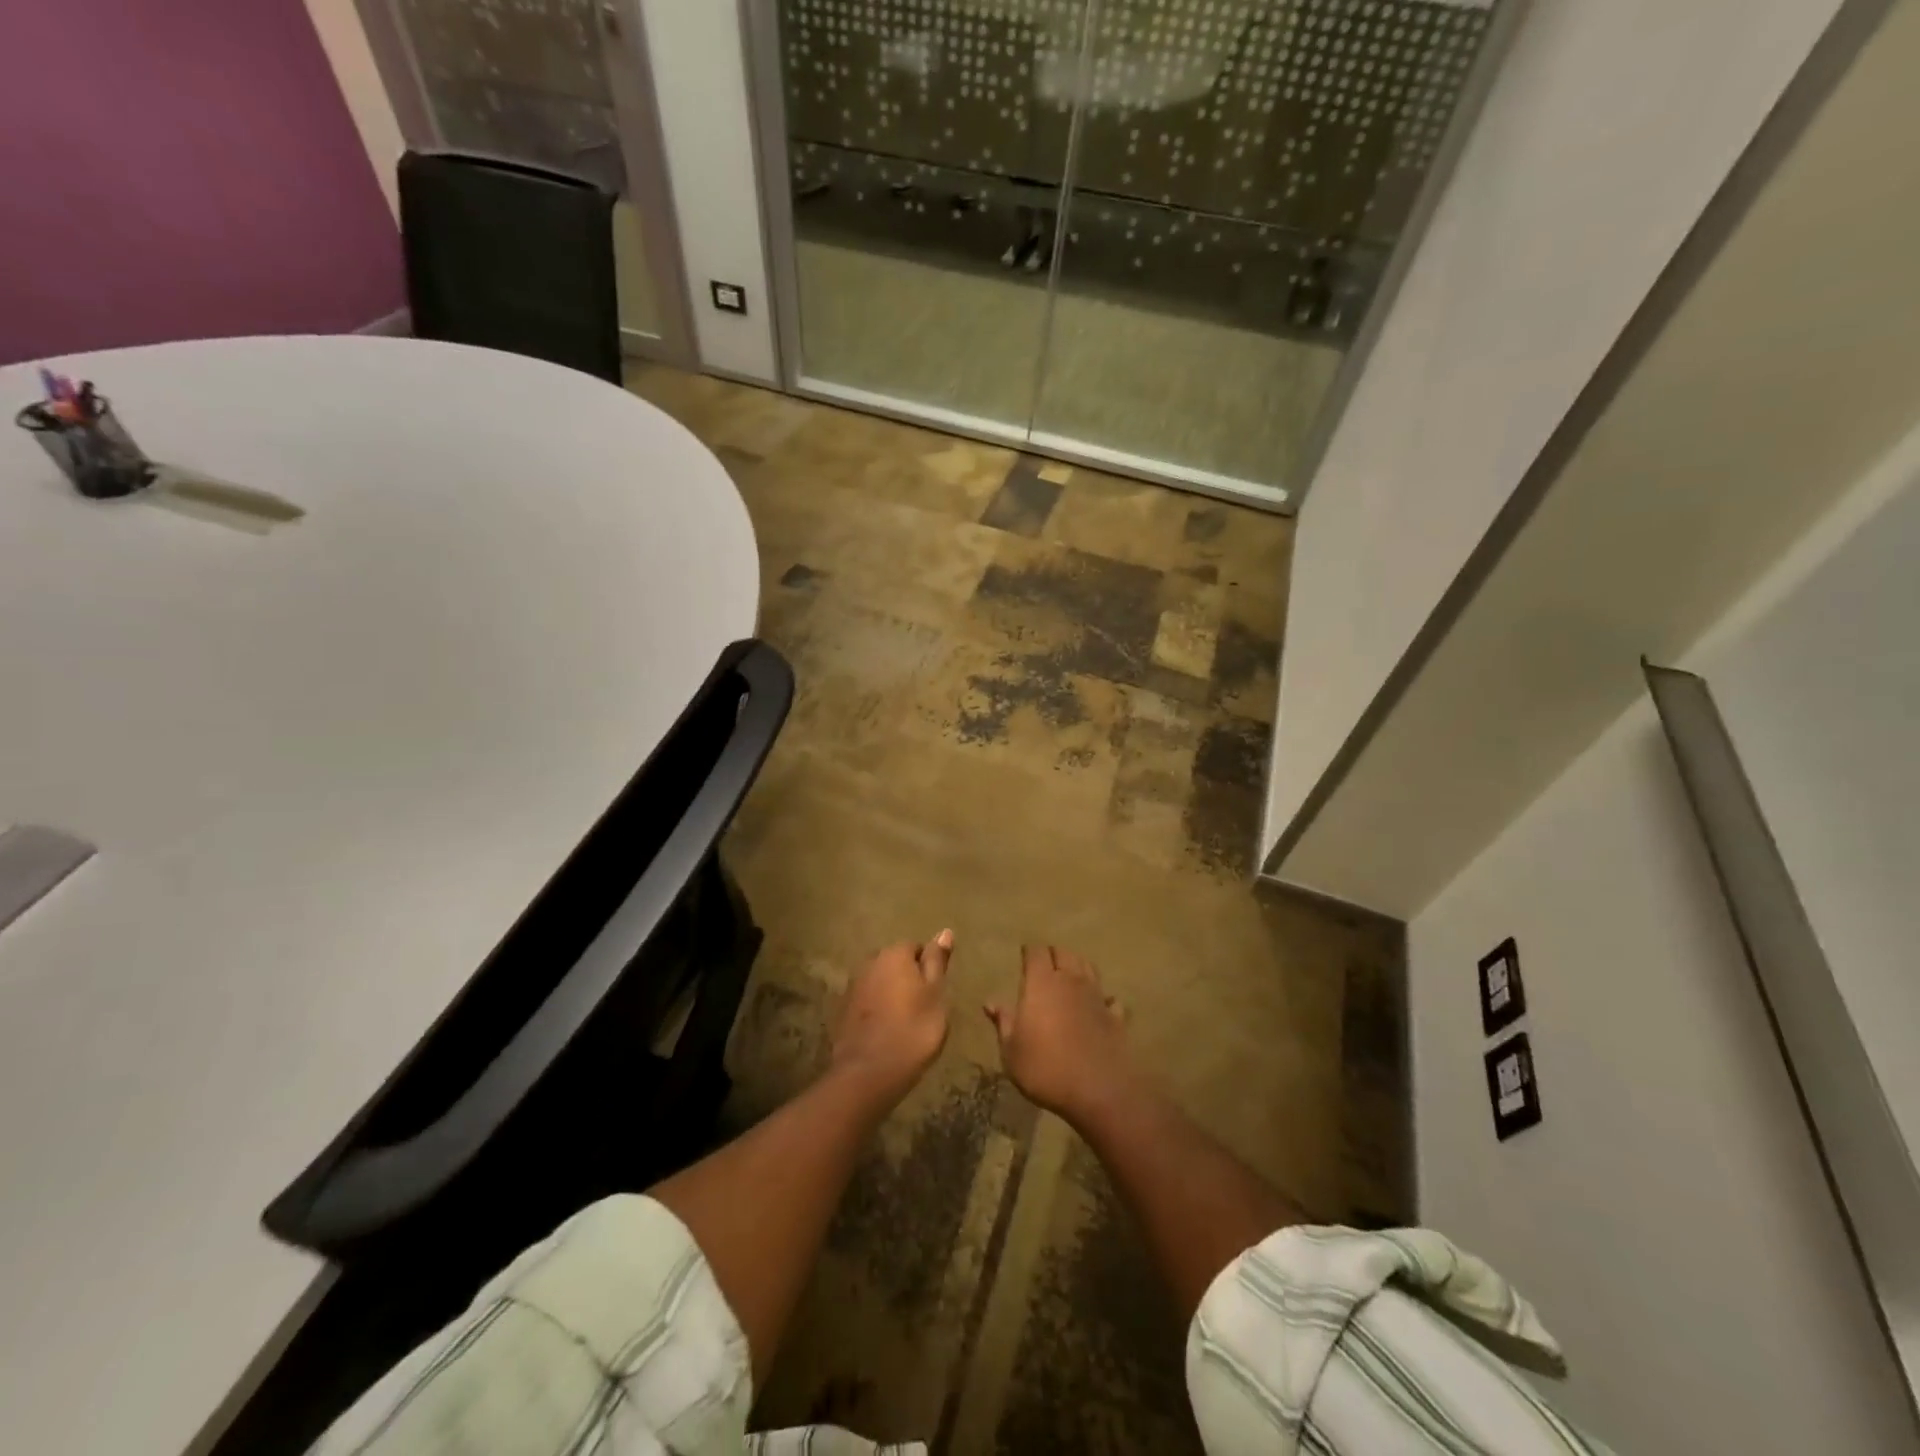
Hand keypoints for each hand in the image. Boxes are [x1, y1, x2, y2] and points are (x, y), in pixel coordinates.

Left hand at [830, 932, 952, 1100]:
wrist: (869, 1073)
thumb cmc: (913, 1030)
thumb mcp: (936, 995)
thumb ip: (937, 962)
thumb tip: (944, 931)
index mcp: (894, 954)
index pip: (916, 948)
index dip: (928, 969)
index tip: (936, 992)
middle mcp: (869, 962)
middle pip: (895, 964)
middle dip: (907, 979)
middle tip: (923, 1008)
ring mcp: (853, 987)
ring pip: (880, 983)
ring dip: (891, 996)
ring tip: (905, 1023)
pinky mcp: (842, 1011)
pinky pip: (867, 1003)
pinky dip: (876, 1012)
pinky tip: (886, 1032)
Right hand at [985, 945, 1138, 1122]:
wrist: (1099, 1091)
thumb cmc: (1046, 1069)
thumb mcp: (1012, 1051)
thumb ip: (1004, 1023)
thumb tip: (991, 1003)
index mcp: (1042, 984)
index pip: (1036, 952)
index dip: (1029, 952)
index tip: (1024, 958)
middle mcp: (1070, 981)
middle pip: (1064, 953)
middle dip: (1053, 955)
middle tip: (1044, 966)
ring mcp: (1096, 996)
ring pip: (1088, 967)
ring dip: (1077, 967)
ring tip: (1069, 977)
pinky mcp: (1115, 1016)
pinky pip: (1109, 997)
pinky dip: (1103, 997)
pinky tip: (1100, 1005)